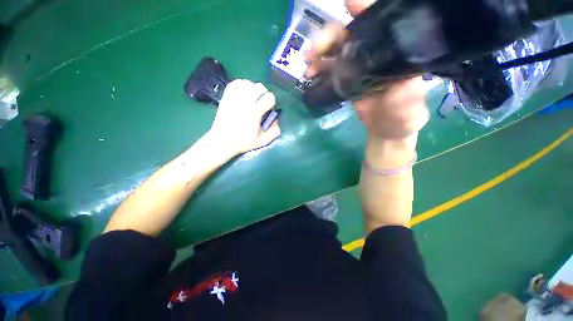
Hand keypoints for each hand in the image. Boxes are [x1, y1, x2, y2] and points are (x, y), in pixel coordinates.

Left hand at [209, 80, 280, 156]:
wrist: (222, 142)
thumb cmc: (243, 142)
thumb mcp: (262, 141)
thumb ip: (274, 132)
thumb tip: (276, 120)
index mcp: (255, 112)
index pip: (269, 97)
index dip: (272, 103)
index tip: (268, 110)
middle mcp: (244, 102)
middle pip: (260, 87)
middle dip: (264, 94)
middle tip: (262, 103)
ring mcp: (233, 98)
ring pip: (248, 83)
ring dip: (254, 89)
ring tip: (253, 97)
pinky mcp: (226, 97)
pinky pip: (234, 83)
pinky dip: (241, 84)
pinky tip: (244, 91)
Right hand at [305, 1, 428, 140]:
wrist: (384, 130)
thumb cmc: (401, 120)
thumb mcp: (408, 110)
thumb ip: (406, 97)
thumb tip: (399, 82)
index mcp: (395, 55)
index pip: (382, 26)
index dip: (365, 11)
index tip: (350, 2)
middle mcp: (375, 55)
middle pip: (350, 35)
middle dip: (331, 36)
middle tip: (316, 50)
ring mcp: (358, 67)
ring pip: (336, 49)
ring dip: (319, 52)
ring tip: (308, 63)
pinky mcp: (346, 80)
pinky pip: (329, 69)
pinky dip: (318, 68)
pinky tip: (310, 74)